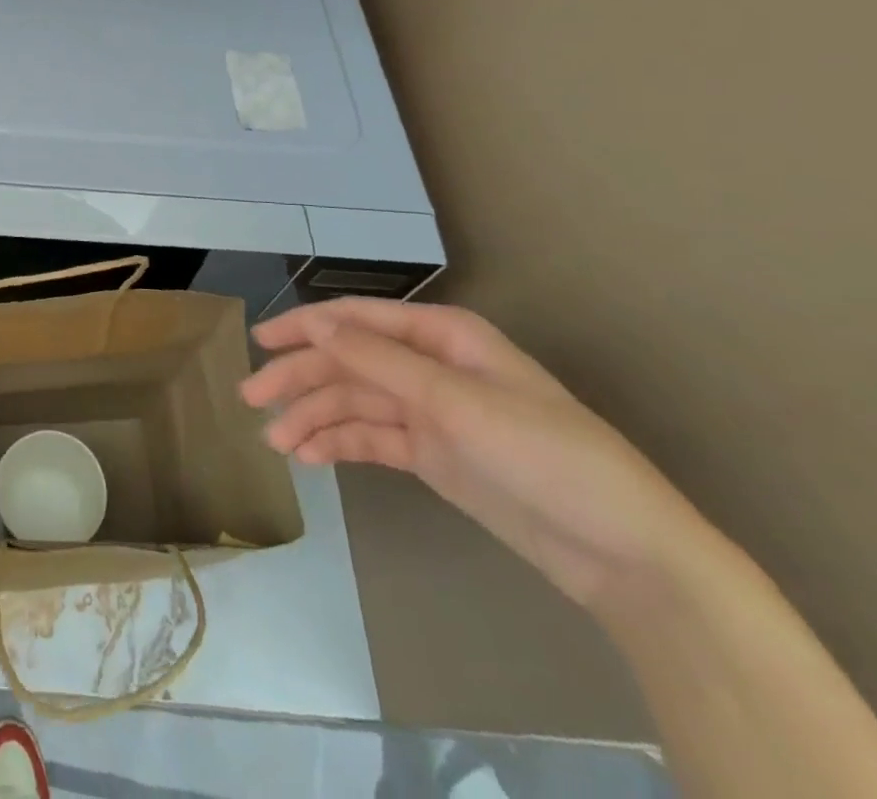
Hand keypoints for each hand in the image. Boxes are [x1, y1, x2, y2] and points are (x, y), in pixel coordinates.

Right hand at [240, 298, 705, 614]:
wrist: (625, 555)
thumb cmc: (548, 457)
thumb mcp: (459, 402)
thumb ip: (381, 361)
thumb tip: (316, 325)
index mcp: (442, 337)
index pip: (357, 320)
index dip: (306, 327)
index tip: (260, 341)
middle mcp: (429, 366)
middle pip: (348, 362)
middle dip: (299, 378)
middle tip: (251, 398)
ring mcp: (429, 412)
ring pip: (353, 402)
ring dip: (312, 417)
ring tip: (276, 442)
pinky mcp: (431, 454)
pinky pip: (370, 438)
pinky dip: (337, 444)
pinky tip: (308, 456)